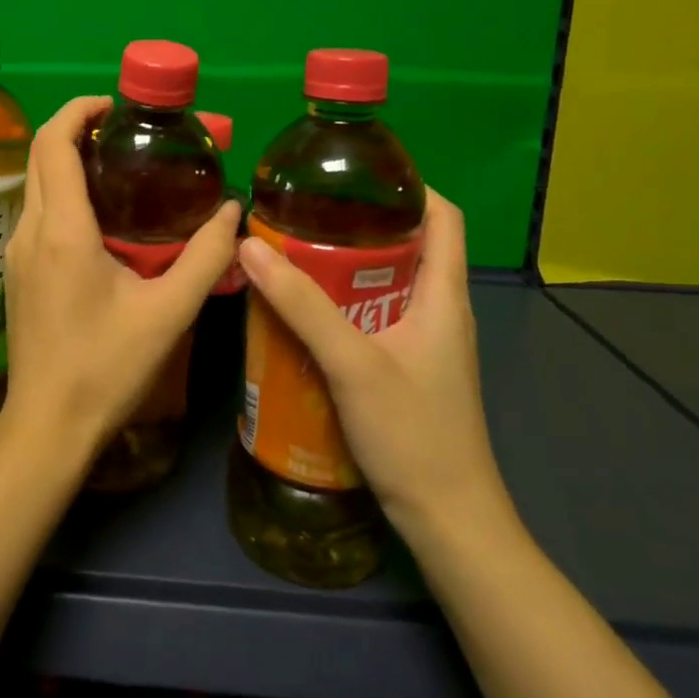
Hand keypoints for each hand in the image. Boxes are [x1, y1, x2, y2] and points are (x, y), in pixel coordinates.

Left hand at [0, 95, 240, 460]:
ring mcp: (15, 251)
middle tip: (125, 130)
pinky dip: (61, 190)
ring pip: (35, 182)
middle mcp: (29, 229)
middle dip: (75, 127)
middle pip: (40, 154)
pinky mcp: (15, 270)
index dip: (79, 109)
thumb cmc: (106, 369)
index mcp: (62, 229)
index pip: (54, 143)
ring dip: (67, 159)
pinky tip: (99, 214)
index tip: (116, 105)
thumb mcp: (168, 313)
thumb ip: (205, 257)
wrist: (47, 424)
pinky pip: (35, 210)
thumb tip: (233, 210)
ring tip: (118, 164)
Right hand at [236, 190, 512, 547]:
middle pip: (406, 245)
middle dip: (356, 224)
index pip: (444, 217)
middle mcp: (439, 310)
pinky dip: (340, 303)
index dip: (408, 186)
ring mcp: (424, 342)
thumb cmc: (413, 434)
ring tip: (290, 253)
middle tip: (300, 213)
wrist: (448, 521)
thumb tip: (249, 244)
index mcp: (444, 295)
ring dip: (342, 266)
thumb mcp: (352, 363)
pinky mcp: (406, 368)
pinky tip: (300, 312)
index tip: (351, 175)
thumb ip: (302, 304)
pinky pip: (372, 316)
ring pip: (384, 283)